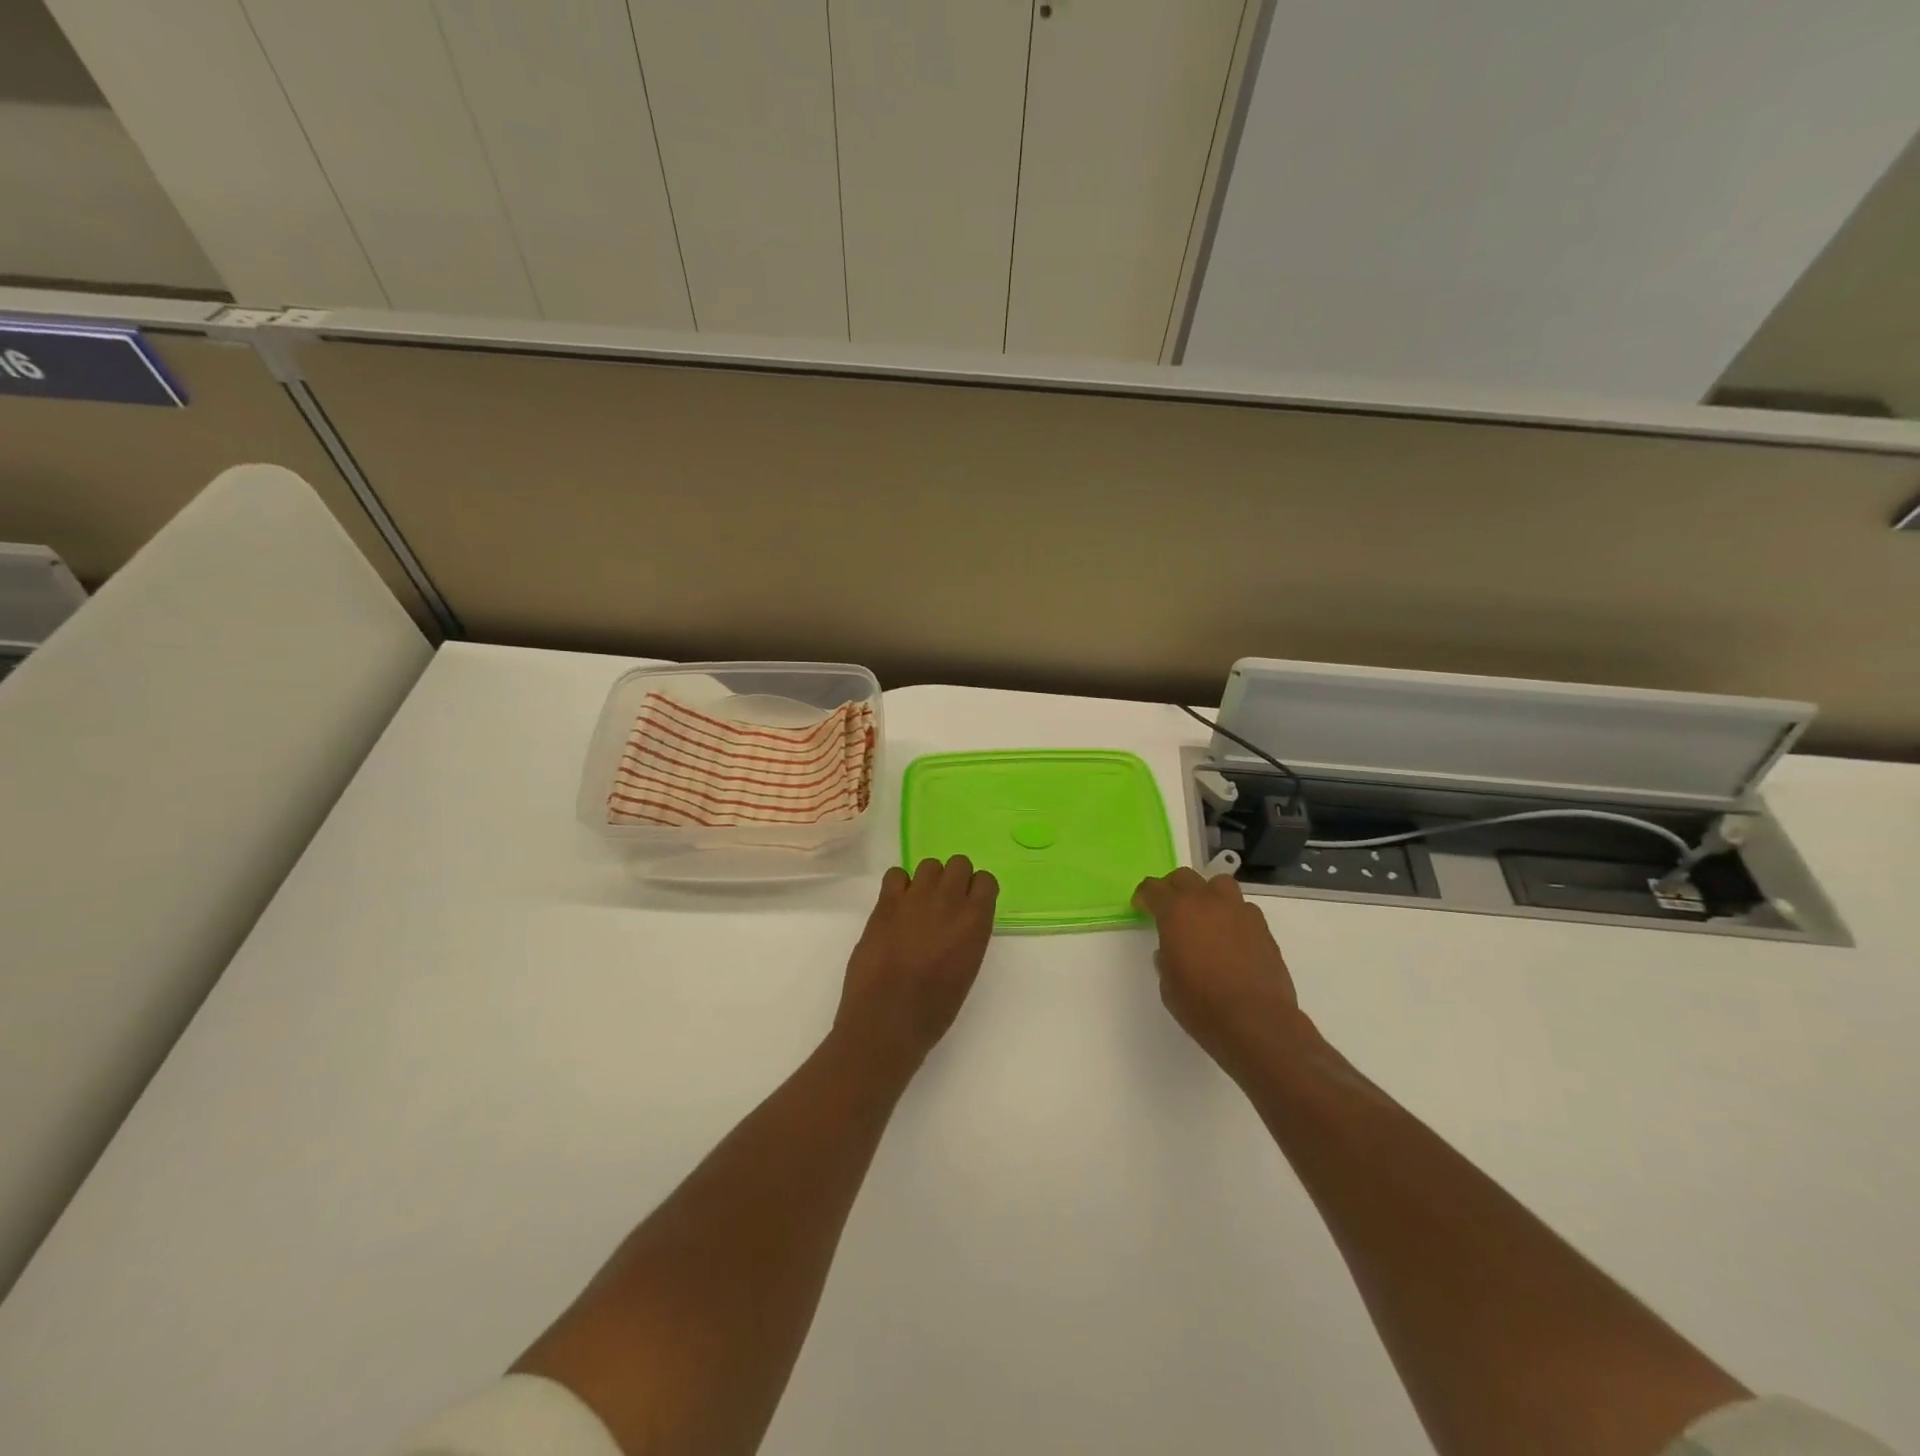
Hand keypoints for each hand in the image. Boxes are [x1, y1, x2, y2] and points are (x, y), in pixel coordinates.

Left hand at [832, 857, 997, 1079]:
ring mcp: (915, 898)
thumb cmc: (933, 1009)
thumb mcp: (967, 969)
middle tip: (945, 903)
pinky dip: (899, 886)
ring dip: (928, 881)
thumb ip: (967, 936)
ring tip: (919, 904)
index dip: (977, 890)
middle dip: (955, 878)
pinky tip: (897, 906)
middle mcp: (949, 901)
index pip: (986, 880)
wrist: (887, 1019)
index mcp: (975, 921)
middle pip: (959, 863)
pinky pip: (896, 874)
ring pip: (929, 865)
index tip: (970, 904)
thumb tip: (958, 923)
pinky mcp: (886, 903)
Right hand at [1134, 868, 1306, 1078]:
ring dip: (1207, 894)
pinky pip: (1243, 908)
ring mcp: (1239, 912)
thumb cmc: (1202, 1005)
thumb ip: (1166, 957)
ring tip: (1205, 915)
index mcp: (1177, 911)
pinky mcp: (1262, 928)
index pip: (1153, 888)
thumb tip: (1171, 949)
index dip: (1144, 896)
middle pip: (1185, 877)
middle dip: (1172, 888)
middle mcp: (1207, 902)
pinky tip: (1231, 937)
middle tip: (1169, 908)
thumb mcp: (1168, 983)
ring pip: (1219, 884)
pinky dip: (1232, 915)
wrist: (1256, 1023)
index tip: (1141, 907)